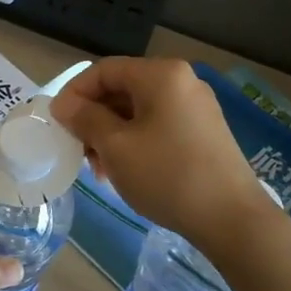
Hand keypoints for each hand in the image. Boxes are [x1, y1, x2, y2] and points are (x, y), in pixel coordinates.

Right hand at [51, 57, 274, 251]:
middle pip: (122, 89)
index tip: (57, 123)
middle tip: (78, 151)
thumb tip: (64, 105)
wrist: (232, 219)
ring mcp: (197, 107)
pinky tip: (126, 171)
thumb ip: (85, 119)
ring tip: (100, 170)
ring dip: (112, 134)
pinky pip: (158, 125)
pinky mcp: (205, 132)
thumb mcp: (116, 147)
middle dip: (94, 119)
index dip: (75, 93)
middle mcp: (182, 81)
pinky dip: (135, 142)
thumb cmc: (168, 175)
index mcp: (161, 75)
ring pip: (139, 111)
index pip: (104, 70)